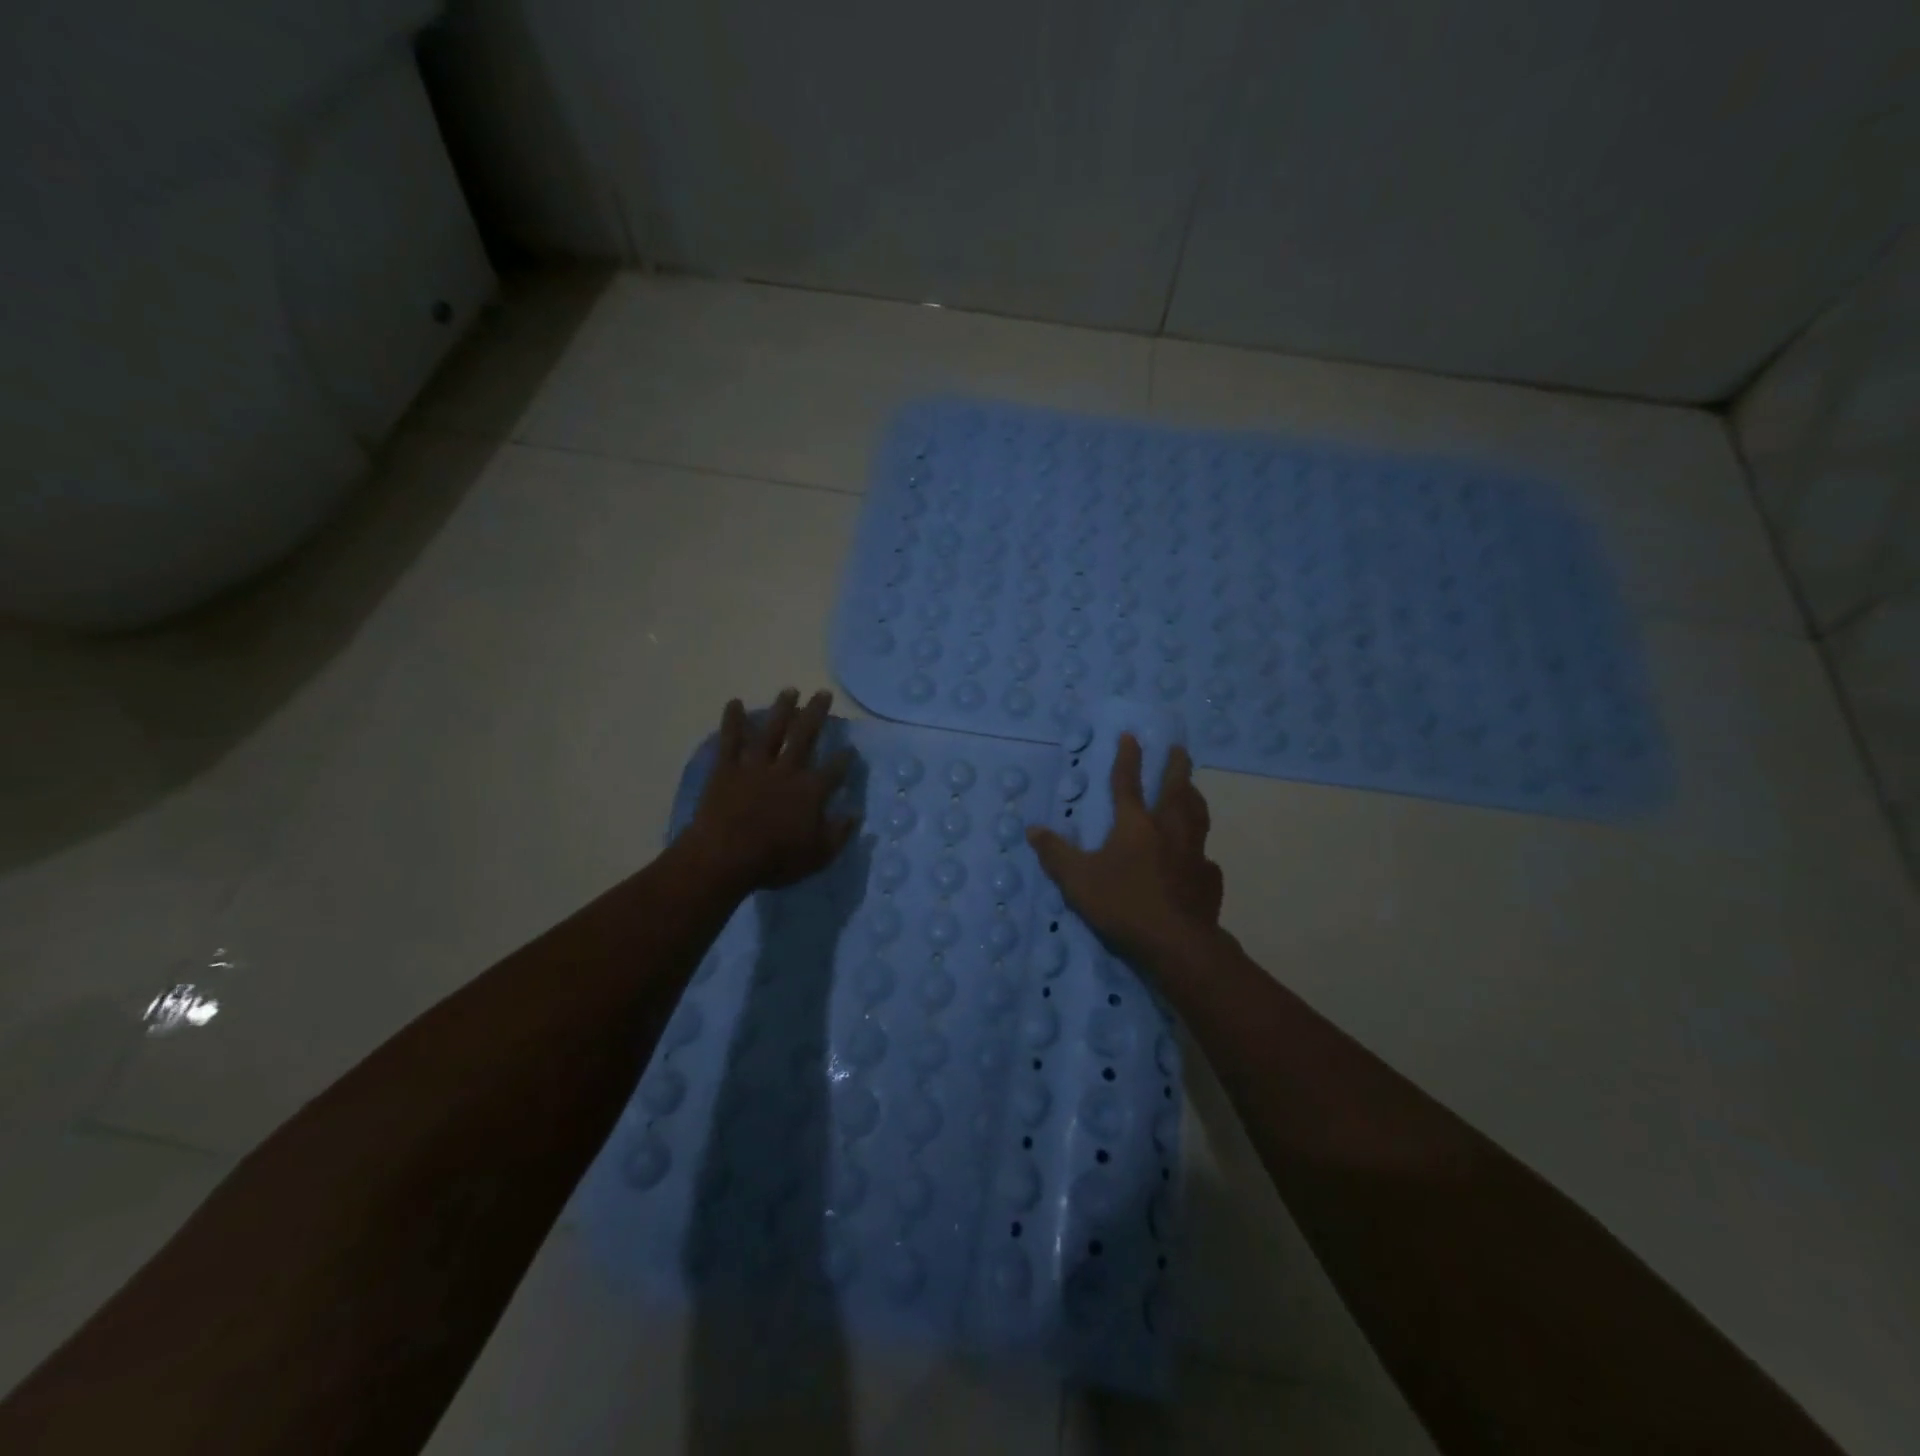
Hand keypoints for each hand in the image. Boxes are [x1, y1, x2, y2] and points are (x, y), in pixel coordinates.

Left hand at [681, 689, 858, 892]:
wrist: (725, 857)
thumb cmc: (775, 860)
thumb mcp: (818, 855)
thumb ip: (839, 833)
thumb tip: (856, 814)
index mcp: (811, 791)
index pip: (834, 770)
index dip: (845, 758)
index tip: (851, 748)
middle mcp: (787, 770)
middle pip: (805, 736)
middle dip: (816, 714)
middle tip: (823, 694)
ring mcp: (755, 766)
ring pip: (772, 731)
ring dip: (782, 709)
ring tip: (790, 690)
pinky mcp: (727, 769)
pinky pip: (730, 740)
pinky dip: (732, 721)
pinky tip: (734, 703)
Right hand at [1026, 735, 1224, 968]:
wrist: (1175, 943)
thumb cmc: (1122, 904)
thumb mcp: (1077, 880)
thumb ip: (1055, 853)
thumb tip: (1032, 829)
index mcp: (1135, 825)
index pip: (1128, 783)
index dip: (1128, 758)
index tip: (1131, 736)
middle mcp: (1168, 830)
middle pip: (1175, 789)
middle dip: (1176, 766)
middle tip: (1179, 749)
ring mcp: (1193, 854)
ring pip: (1197, 816)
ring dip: (1194, 797)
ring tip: (1193, 789)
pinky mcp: (1208, 880)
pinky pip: (1206, 859)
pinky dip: (1201, 852)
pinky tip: (1200, 858)